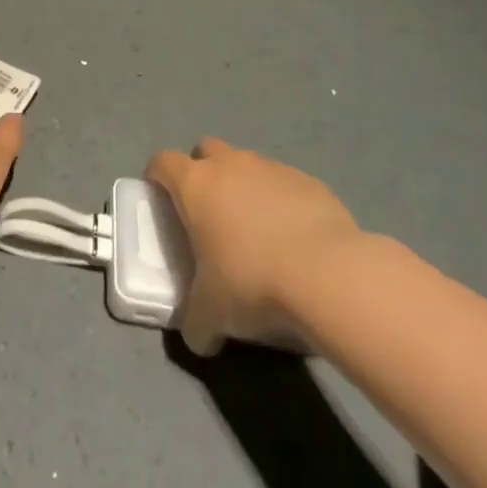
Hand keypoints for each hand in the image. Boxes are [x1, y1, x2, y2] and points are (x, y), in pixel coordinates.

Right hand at [146, 137, 363, 356]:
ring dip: (245, 186)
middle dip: (203, 171)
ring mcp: (272, 169)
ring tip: (256, 229)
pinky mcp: (310, 182)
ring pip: (248, 164)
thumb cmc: (252, 282)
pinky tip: (295, 238)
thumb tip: (199, 338)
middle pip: (206, 149)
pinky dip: (283, 202)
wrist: (329, 275)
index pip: (162, 162)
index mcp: (195, 184)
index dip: (157, 177)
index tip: (160, 198)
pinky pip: (286, 184)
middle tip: (208, 211)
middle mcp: (230, 165)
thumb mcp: (212, 313)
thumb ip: (197, 321)